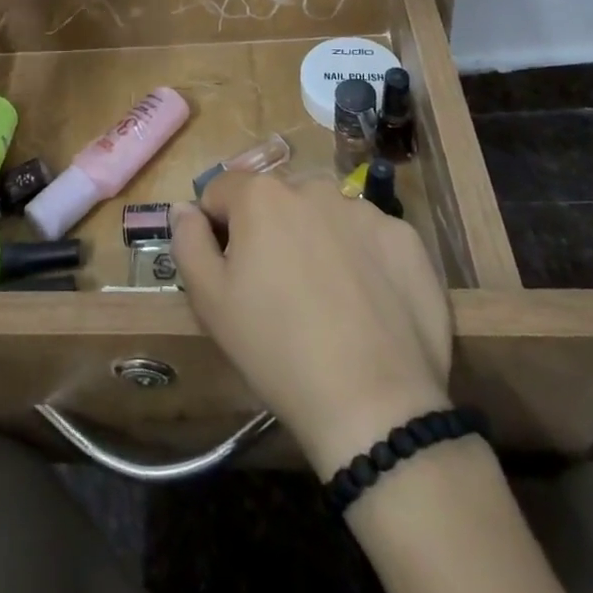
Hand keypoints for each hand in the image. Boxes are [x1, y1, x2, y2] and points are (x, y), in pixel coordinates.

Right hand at [172, 174, 452, 477]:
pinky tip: (366, 304)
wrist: (374, 404)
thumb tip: (185, 209)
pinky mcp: (407, 239)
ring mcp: (366, 211)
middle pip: (278, 200)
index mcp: (261, 196)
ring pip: (325, 215)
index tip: (228, 271)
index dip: (217, 228)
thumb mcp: (209, 301)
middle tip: (277, 290)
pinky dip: (363, 258)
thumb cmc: (276, 349)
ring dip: (317, 240)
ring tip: (326, 299)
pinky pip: (370, 237)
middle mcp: (314, 187)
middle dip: (270, 231)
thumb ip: (188, 241)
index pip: (223, 192)